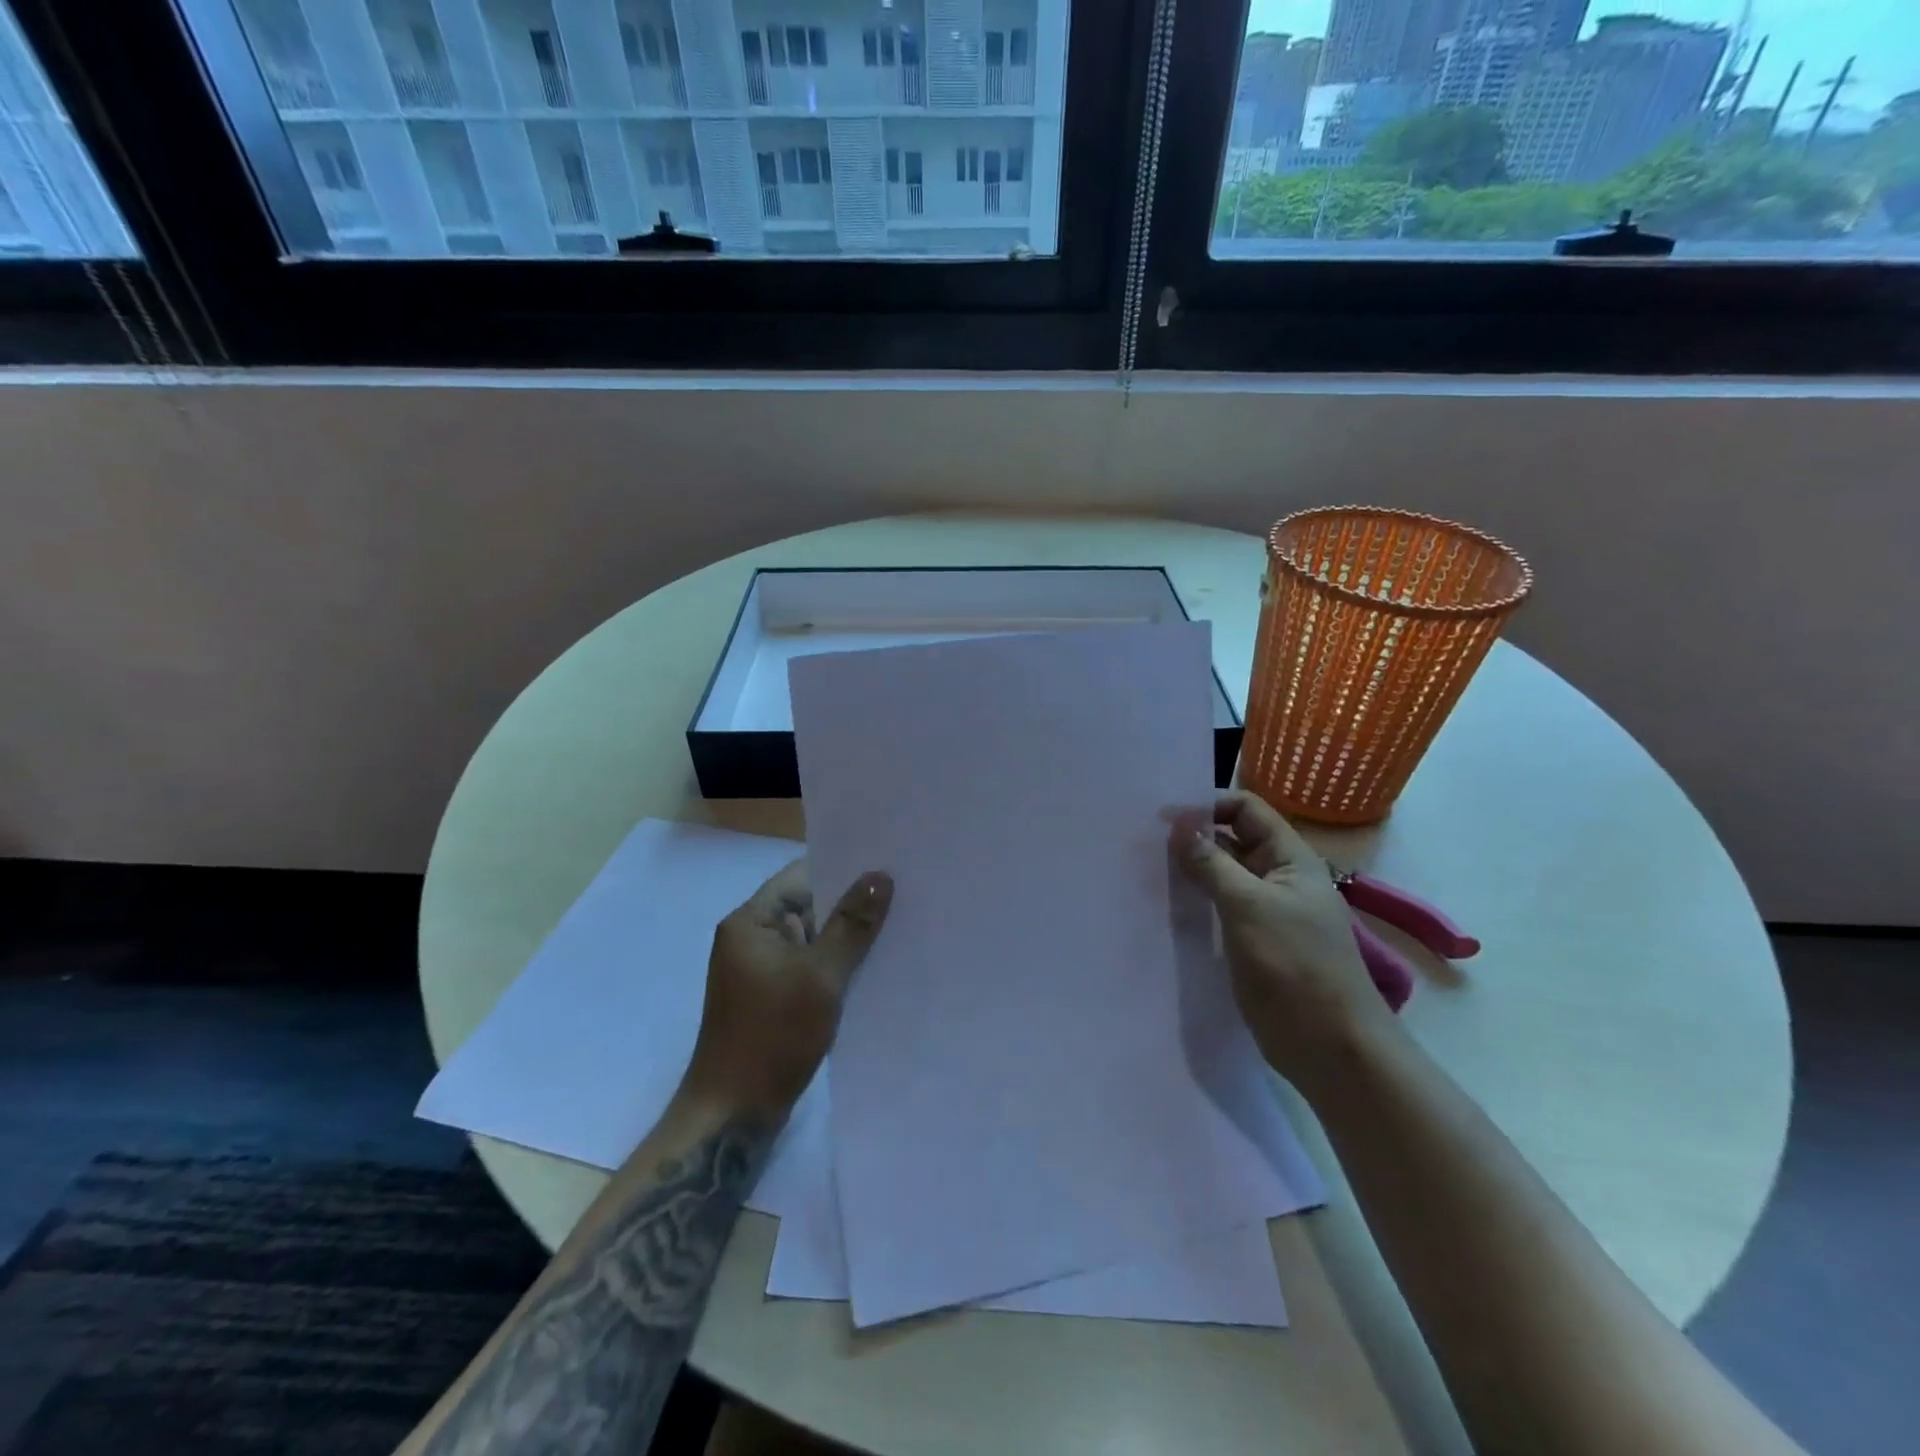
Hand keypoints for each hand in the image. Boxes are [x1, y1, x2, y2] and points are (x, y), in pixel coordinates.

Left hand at [681, 859, 892, 1120]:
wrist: (733, 1114)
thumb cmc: (773, 1036)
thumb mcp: (820, 976)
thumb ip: (852, 925)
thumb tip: (880, 876)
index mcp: (750, 922)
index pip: (801, 877)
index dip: (843, 870)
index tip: (888, 868)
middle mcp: (751, 938)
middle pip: (809, 906)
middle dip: (851, 905)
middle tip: (904, 898)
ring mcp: (760, 970)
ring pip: (813, 939)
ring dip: (847, 939)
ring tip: (897, 930)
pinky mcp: (772, 998)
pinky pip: (809, 967)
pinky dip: (836, 966)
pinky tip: (873, 970)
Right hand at [1174, 792, 1399, 1090]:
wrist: (1330, 1045)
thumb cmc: (1295, 965)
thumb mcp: (1249, 906)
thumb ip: (1211, 863)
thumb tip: (1177, 824)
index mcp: (1290, 858)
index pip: (1246, 809)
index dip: (1208, 805)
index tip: (1163, 818)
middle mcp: (1277, 877)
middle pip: (1232, 839)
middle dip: (1192, 836)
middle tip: (1143, 842)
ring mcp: (1264, 910)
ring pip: (1221, 874)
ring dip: (1189, 869)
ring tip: (1145, 868)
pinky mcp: (1250, 940)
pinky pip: (1218, 907)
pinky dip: (1193, 899)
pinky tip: (1163, 902)